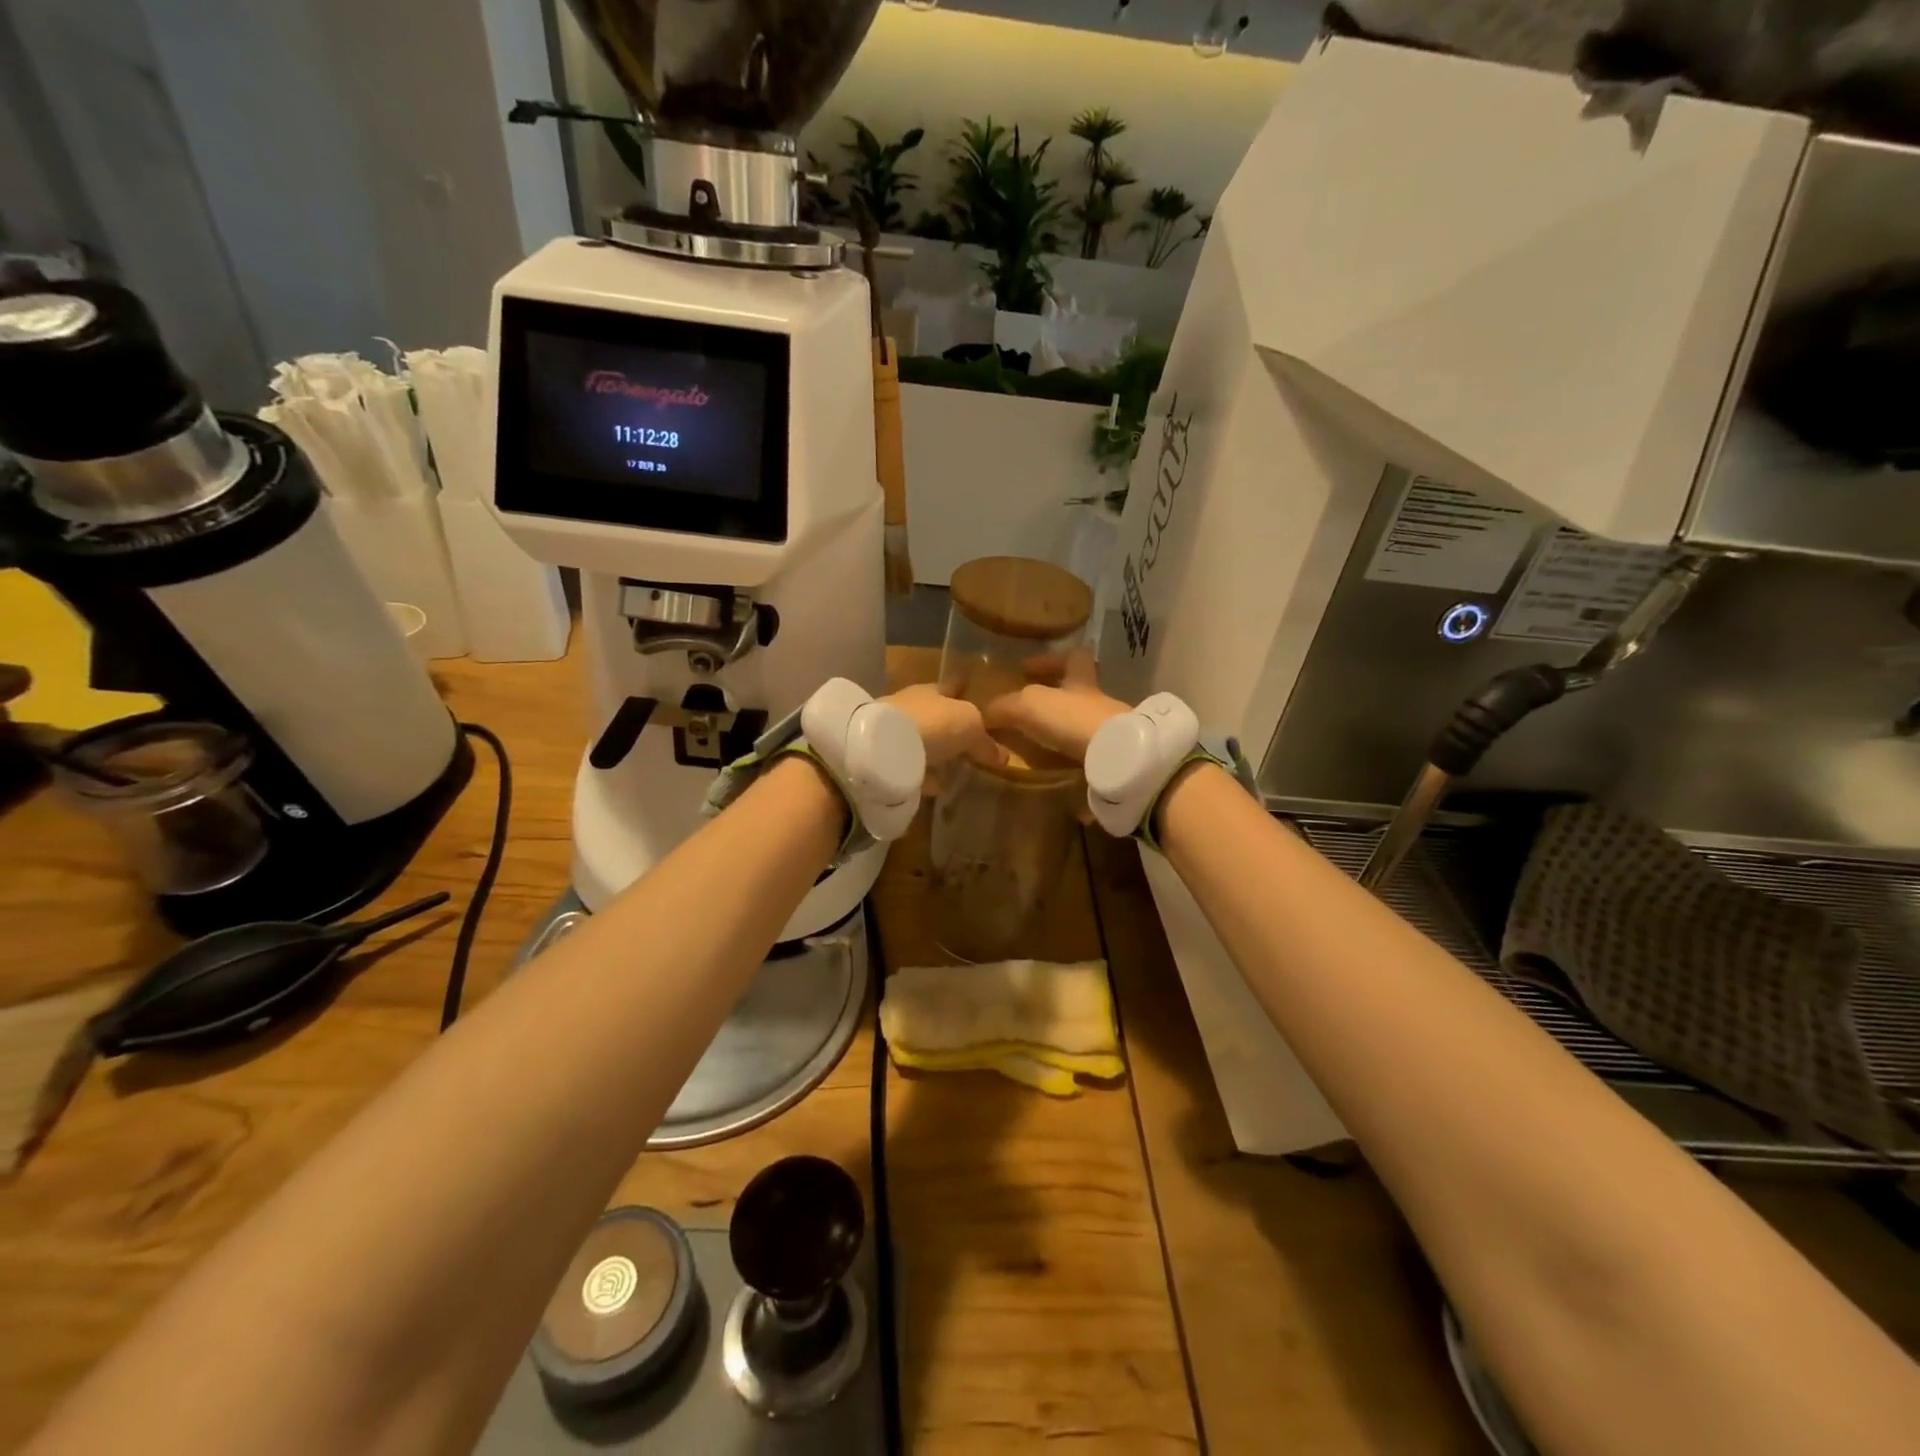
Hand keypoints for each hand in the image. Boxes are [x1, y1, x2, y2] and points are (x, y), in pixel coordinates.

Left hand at [884, 684, 1008, 790]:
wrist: (882, 748)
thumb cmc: (933, 723)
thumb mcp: (970, 726)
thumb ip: (985, 740)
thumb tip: (1002, 756)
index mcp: (932, 689)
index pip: (953, 686)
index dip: (966, 691)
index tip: (976, 697)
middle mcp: (912, 706)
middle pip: (937, 715)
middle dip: (952, 728)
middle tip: (971, 745)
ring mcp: (895, 732)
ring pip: (923, 740)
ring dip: (937, 752)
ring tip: (955, 770)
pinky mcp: (885, 759)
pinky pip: (912, 766)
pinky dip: (923, 775)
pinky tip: (935, 786)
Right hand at [980, 646, 1130, 763]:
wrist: (1115, 755)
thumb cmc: (1072, 718)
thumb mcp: (1029, 705)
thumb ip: (1004, 707)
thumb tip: (983, 714)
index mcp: (1080, 679)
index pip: (1072, 656)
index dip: (1048, 659)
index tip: (1025, 668)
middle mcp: (1097, 701)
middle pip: (1078, 691)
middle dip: (1054, 701)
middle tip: (1026, 714)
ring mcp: (1108, 729)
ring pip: (1082, 722)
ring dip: (1061, 731)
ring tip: (1034, 744)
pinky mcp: (1112, 756)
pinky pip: (1087, 753)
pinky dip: (1071, 759)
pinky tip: (1054, 768)